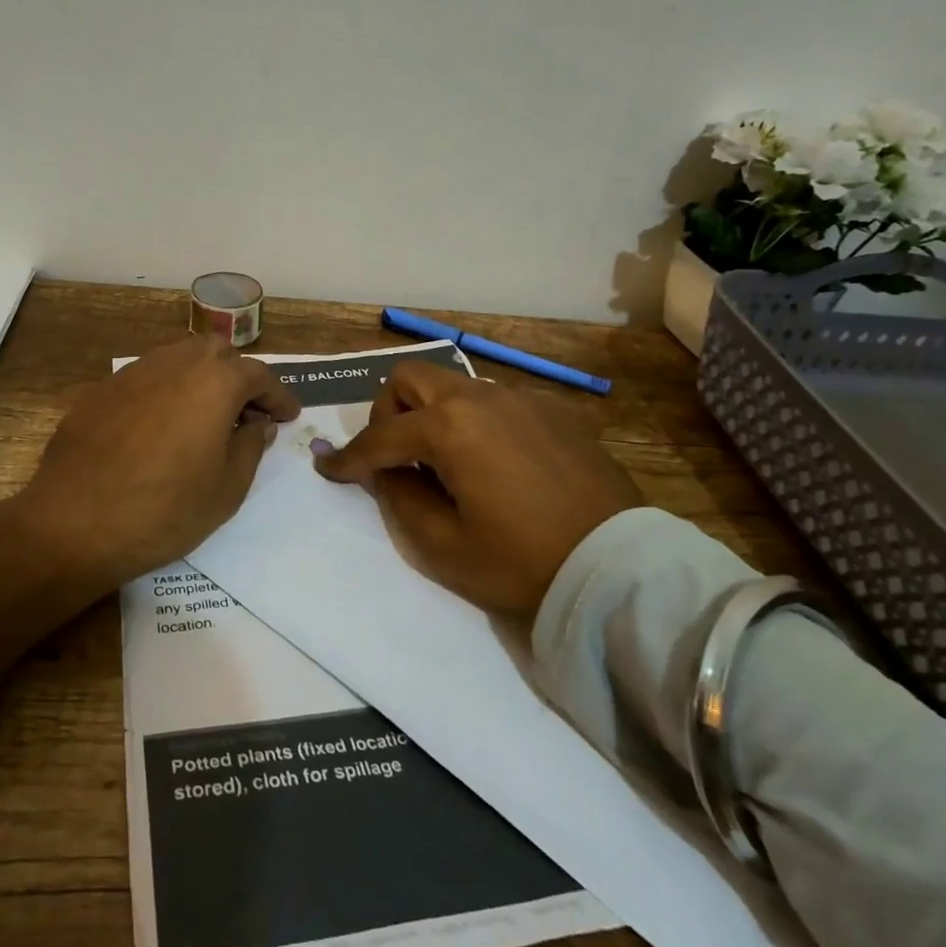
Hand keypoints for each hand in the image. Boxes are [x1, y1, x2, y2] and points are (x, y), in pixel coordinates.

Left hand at [18, 334, 301, 583]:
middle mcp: (175, 363)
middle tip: (247, 414)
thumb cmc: (164, 511)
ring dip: (202, 379)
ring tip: (206, 416)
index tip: (287, 416)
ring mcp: (133, 373)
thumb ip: (250, 446)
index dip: (278, 396)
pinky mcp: (102, 390)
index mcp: (215, 382)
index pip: (259, 376)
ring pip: (179, 358)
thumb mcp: (227, 489)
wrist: (74, 524)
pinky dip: (166, 392)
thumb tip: (257, 423)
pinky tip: (161, 427)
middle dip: (239, 377)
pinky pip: (146, 379)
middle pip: (218, 354)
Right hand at [314, 361, 641, 617]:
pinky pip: (494, 403)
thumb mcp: (443, 546)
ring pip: (454, 386)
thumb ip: (400, 499)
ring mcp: (521, 399)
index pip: (380, 435)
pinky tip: (492, 463)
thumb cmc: (521, 561)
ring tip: (444, 462)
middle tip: (393, 455)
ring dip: (432, 414)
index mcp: (449, 427)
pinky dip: (474, 422)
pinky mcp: (552, 412)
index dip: (349, 457)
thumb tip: (387, 472)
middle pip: (411, 379)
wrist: (617, 567)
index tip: (328, 471)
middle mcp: (480, 398)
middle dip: (388, 412)